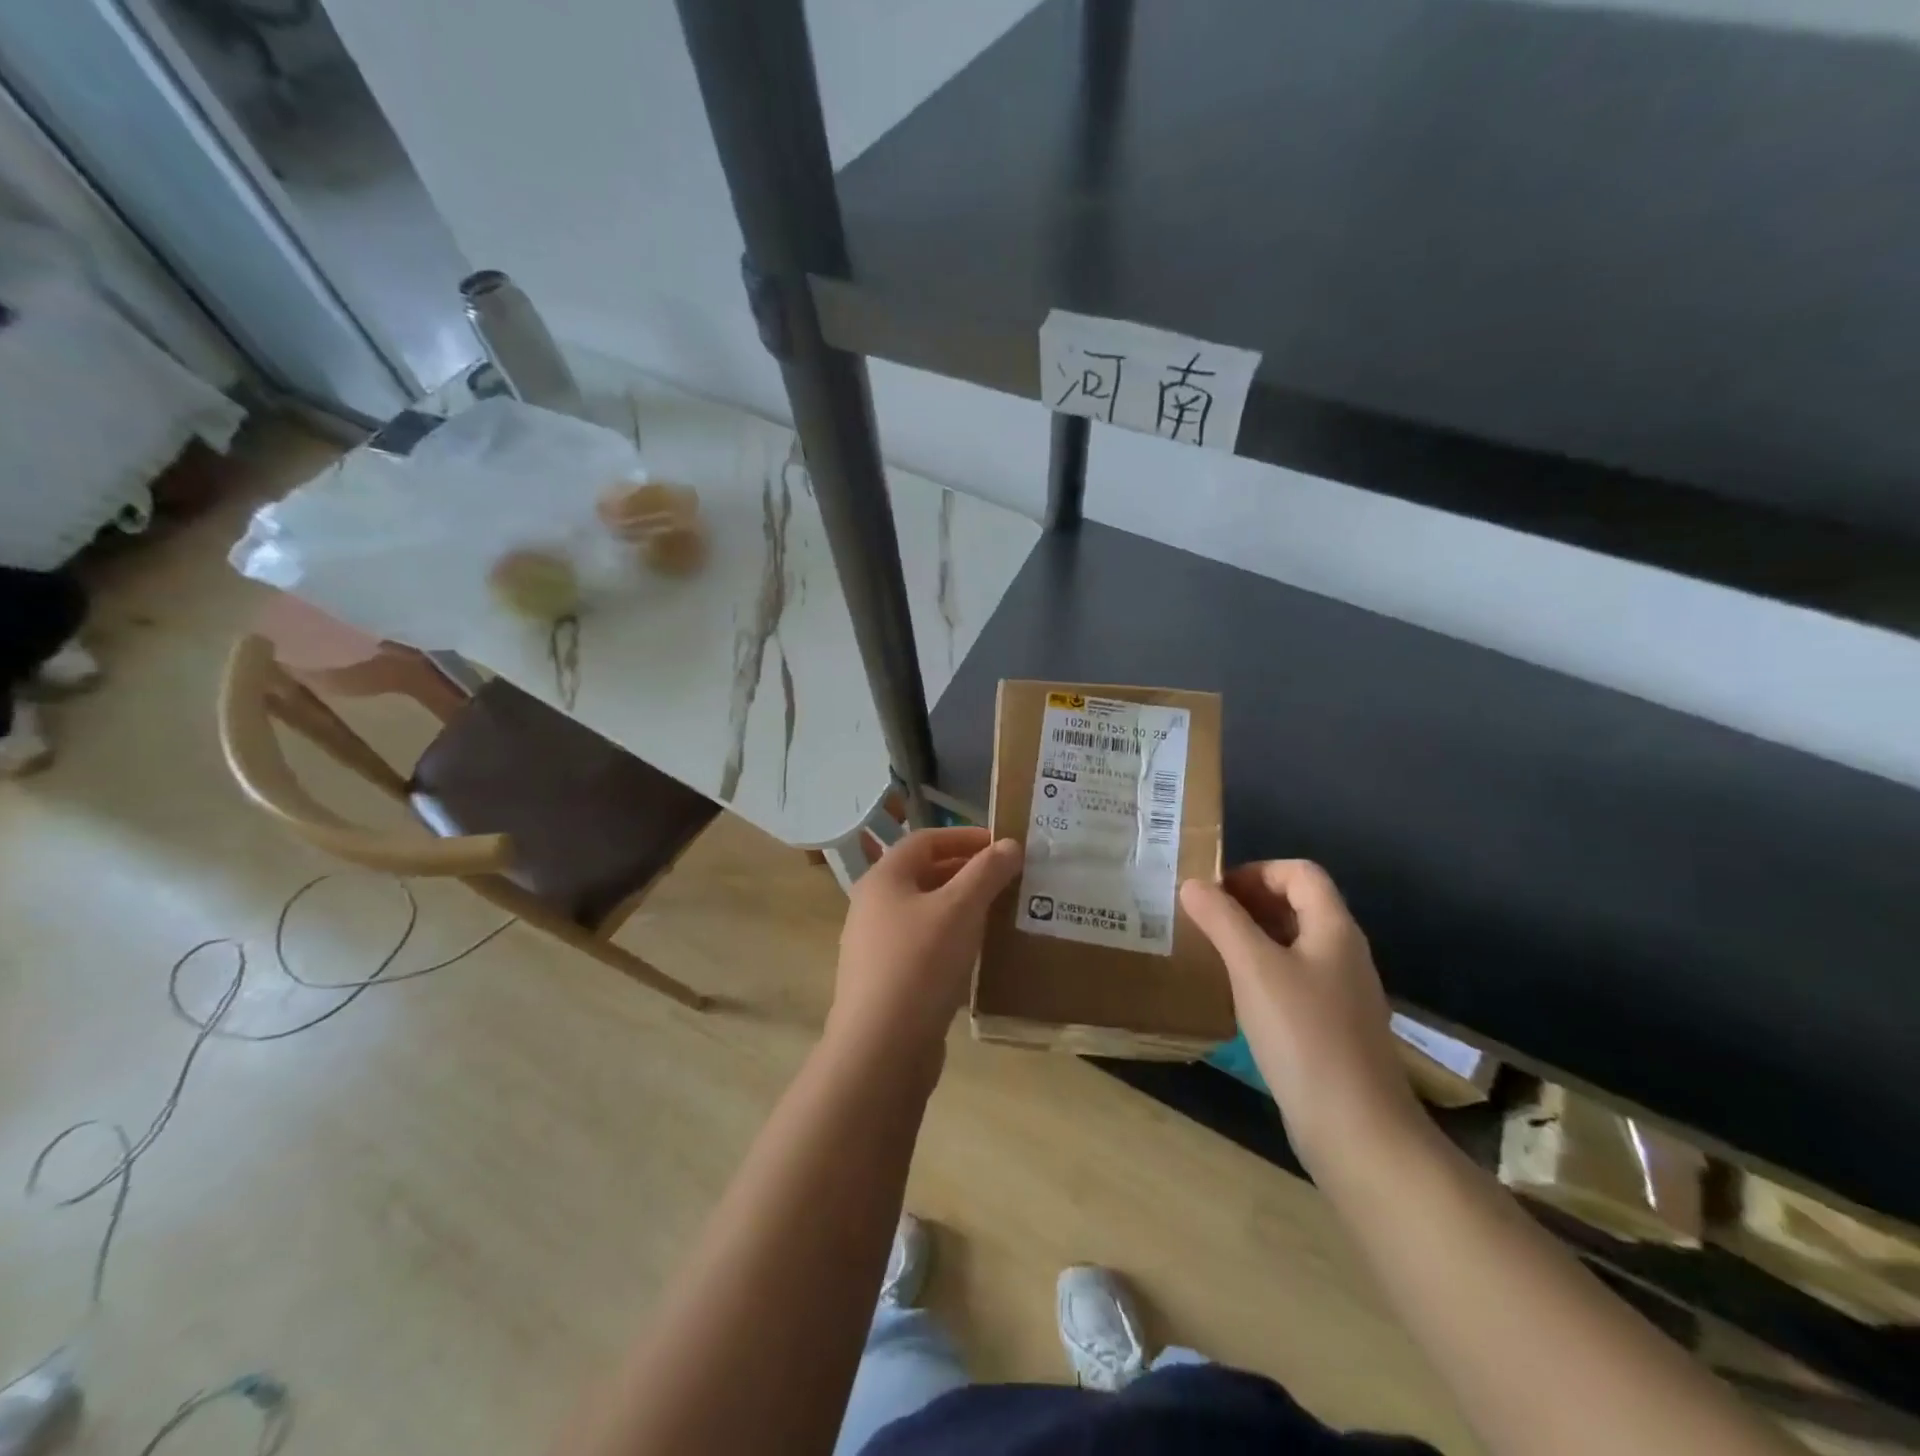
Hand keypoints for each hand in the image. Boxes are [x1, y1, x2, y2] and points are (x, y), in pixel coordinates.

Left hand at [828, 827, 1022, 1071]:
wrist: (881, 1048)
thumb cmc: (920, 963)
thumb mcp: (960, 909)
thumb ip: (987, 872)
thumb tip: (1009, 844)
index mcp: (884, 878)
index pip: (926, 840)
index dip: (965, 836)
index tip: (1003, 845)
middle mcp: (873, 905)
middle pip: (924, 874)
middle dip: (968, 872)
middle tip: (1009, 879)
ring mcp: (876, 945)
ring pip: (926, 912)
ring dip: (963, 907)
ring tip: (1001, 913)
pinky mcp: (887, 980)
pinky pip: (924, 946)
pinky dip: (953, 939)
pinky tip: (979, 954)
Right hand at [1180, 861, 1419, 1163]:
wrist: (1356, 1129)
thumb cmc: (1303, 1034)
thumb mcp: (1254, 968)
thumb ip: (1222, 920)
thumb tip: (1192, 884)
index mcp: (1334, 929)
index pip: (1300, 873)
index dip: (1257, 871)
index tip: (1215, 892)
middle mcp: (1343, 953)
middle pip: (1298, 905)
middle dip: (1249, 903)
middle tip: (1204, 918)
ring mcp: (1340, 993)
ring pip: (1293, 945)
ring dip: (1252, 938)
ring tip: (1211, 951)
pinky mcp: (1331, 1027)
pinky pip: (1293, 981)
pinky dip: (1262, 973)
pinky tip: (1235, 995)